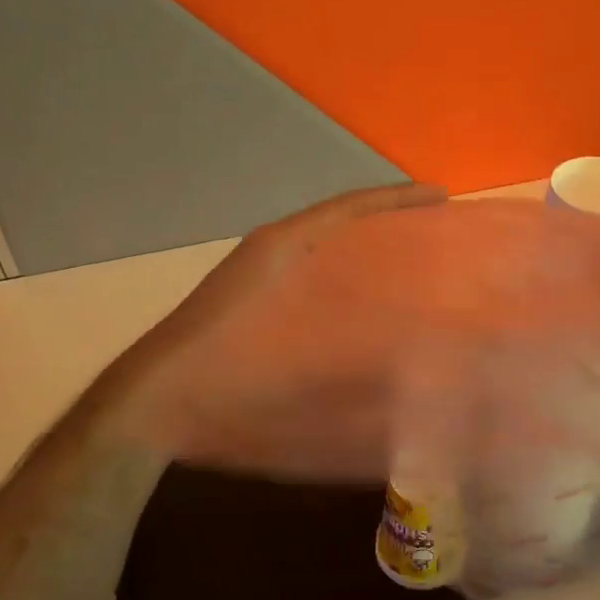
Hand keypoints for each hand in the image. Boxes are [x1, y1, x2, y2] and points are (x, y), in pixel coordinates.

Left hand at [99, 181, 448, 474]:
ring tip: (413, 261)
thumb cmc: (224, 368)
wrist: (157, 402)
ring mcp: (260, 274)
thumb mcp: (293, 347)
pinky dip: (342, 276)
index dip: (398, 198)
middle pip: (340, 220)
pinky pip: (311, 276)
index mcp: (285, 243)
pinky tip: (366, 306)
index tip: (442, 197)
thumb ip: (351, 333)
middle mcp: (274, 248)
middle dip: (387, 218)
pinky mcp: (253, 303)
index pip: (351, 207)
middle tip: (435, 228)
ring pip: (324, 247)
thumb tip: (412, 342)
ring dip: (364, 246)